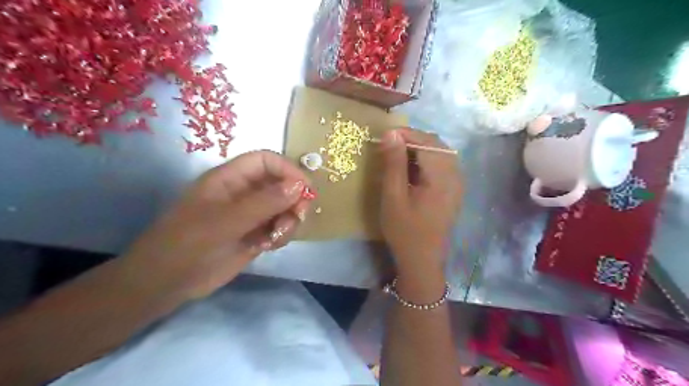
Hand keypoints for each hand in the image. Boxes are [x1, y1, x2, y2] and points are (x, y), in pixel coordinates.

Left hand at [122, 149, 310, 298]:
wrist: (167, 283)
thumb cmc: (189, 244)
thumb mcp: (226, 221)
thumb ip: (264, 203)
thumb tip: (299, 185)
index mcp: (231, 178)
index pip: (266, 161)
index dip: (288, 170)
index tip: (305, 189)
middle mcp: (244, 193)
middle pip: (281, 184)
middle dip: (294, 198)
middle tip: (298, 216)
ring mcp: (251, 214)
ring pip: (284, 207)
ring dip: (289, 220)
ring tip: (277, 237)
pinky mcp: (255, 234)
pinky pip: (280, 227)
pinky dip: (282, 234)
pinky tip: (270, 246)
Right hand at [379, 129, 458, 277]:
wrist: (422, 259)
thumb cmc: (405, 229)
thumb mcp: (393, 196)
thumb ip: (393, 163)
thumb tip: (391, 133)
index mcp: (442, 176)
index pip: (427, 141)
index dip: (405, 134)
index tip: (384, 135)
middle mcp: (455, 175)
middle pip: (436, 144)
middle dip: (412, 139)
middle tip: (389, 146)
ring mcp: (457, 183)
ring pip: (440, 153)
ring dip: (419, 149)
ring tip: (397, 156)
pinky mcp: (453, 190)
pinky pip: (442, 165)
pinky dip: (425, 160)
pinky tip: (411, 170)